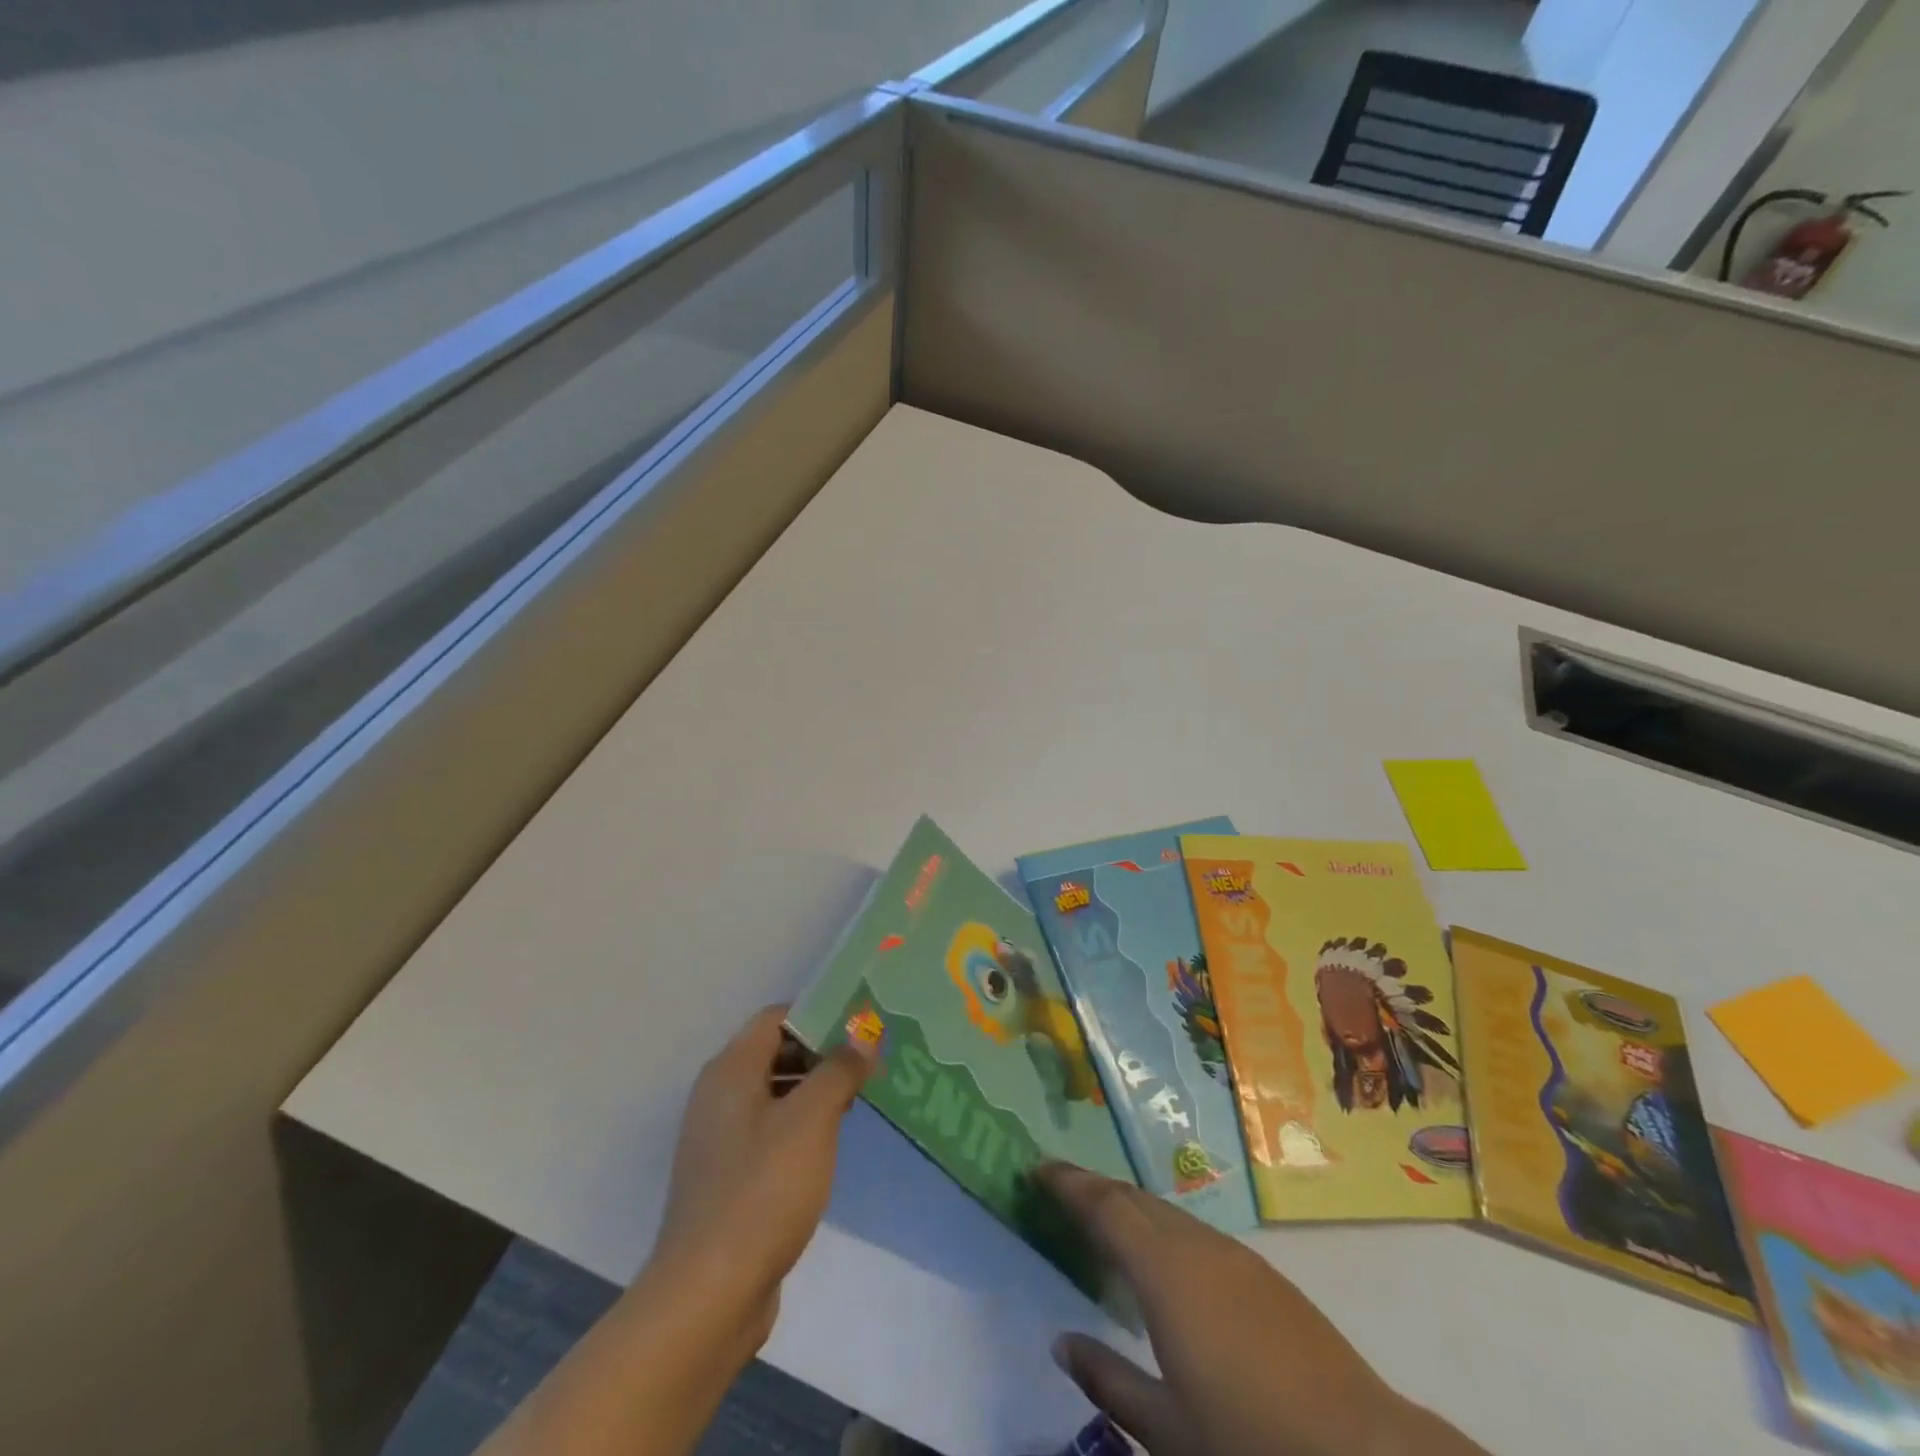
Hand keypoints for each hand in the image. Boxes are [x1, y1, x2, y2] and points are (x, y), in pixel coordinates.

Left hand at [647, 1006, 874, 1344]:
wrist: (708, 1295)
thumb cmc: (762, 1190)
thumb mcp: (812, 1119)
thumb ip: (839, 1070)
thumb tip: (863, 1037)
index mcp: (730, 1071)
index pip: (776, 1018)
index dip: (818, 1016)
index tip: (860, 1029)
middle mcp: (717, 1096)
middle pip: (774, 1052)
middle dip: (820, 1053)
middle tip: (866, 1065)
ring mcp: (718, 1139)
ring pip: (773, 1093)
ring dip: (812, 1091)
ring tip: (856, 1101)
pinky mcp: (727, 1177)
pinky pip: (768, 1131)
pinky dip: (798, 1126)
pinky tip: (828, 1146)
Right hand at [1040, 1164, 1487, 1455]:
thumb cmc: (1252, 1447)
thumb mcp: (1167, 1431)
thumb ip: (1108, 1379)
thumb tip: (1061, 1342)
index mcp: (1164, 1271)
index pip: (1105, 1207)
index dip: (1068, 1183)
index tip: (1037, 1168)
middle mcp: (1197, 1246)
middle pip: (1135, 1199)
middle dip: (1095, 1188)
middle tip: (1061, 1188)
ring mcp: (1237, 1258)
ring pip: (1168, 1213)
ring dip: (1131, 1207)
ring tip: (1104, 1219)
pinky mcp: (1266, 1278)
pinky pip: (1196, 1232)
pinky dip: (1164, 1229)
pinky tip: (1164, 1260)